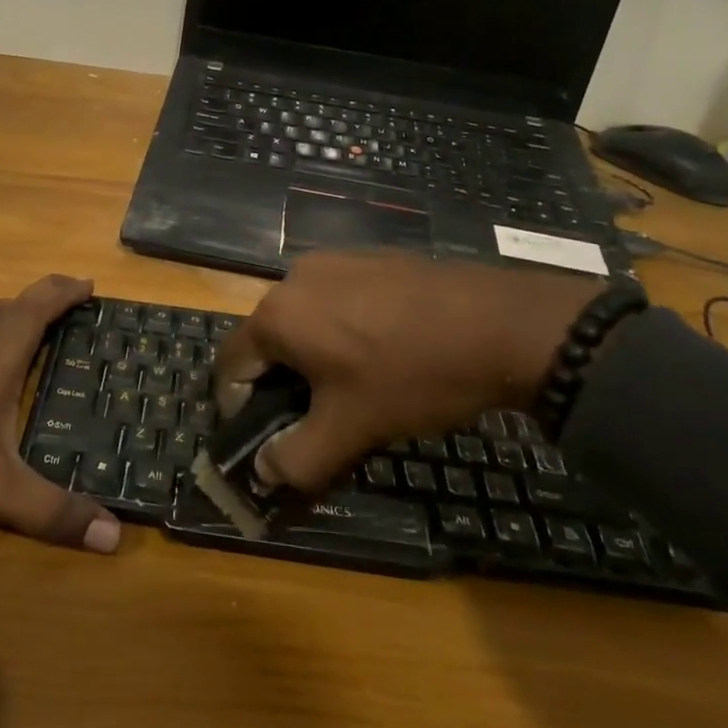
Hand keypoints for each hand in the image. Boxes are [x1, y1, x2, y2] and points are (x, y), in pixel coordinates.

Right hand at [213, 251, 601, 494]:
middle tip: (314, 416)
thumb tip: (263, 471)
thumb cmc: (411, 375)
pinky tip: (381, 348)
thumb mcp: (352, 429)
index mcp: (276, 315)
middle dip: (279, 381)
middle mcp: (293, 277)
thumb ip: (296, 458)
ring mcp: (333, 260)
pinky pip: (335, 297)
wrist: (498, 323)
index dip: (238, 407)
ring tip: (351, 383)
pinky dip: (340, 326)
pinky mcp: (368, 256)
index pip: (230, 365)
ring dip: (311, 352)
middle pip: (266, 338)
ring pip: (302, 316)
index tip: (266, 436)